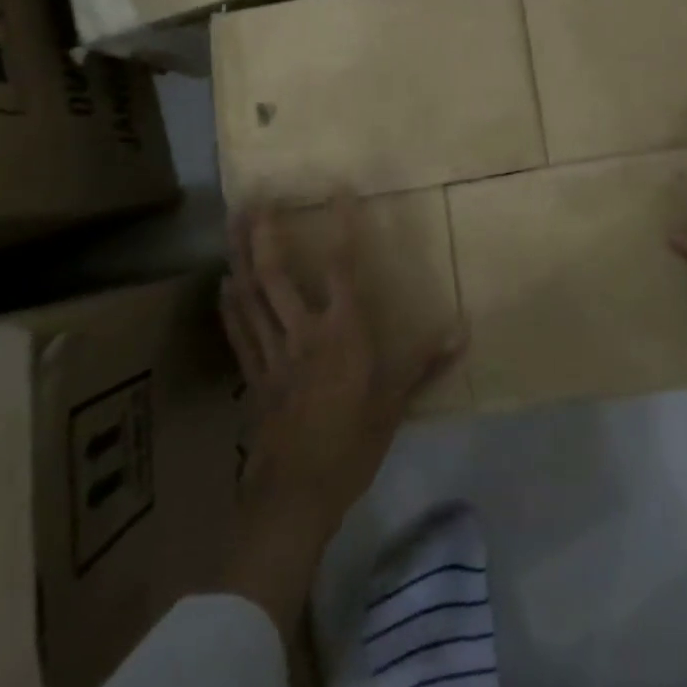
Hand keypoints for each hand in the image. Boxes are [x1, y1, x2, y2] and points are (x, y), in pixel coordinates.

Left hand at [221, 196, 462, 529]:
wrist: (296, 495)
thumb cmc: (353, 444)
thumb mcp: (395, 403)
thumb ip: (426, 363)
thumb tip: (462, 330)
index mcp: (342, 333)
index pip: (341, 267)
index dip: (342, 226)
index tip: (338, 191)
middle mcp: (303, 332)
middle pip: (276, 274)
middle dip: (265, 233)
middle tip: (255, 197)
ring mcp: (272, 352)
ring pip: (251, 295)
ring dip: (240, 256)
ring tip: (233, 222)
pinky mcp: (253, 375)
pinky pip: (239, 331)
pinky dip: (231, 304)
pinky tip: (224, 282)